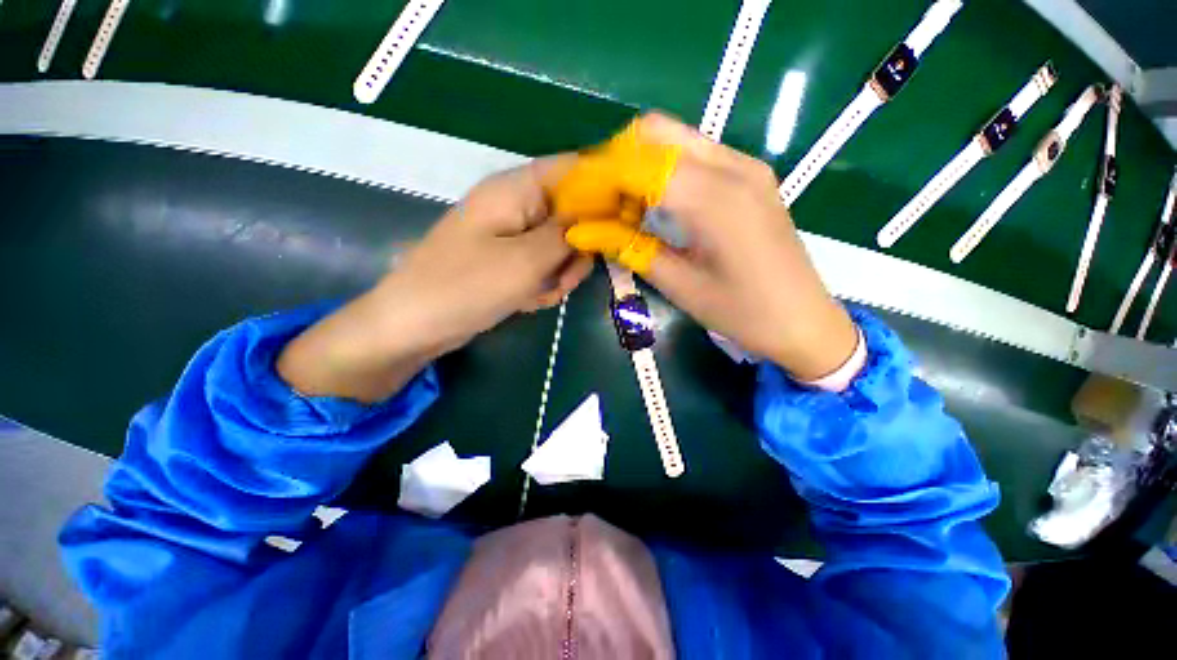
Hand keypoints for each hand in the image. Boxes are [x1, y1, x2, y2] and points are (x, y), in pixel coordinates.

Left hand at [278, 160, 592, 401]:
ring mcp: (512, 236)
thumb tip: (598, 215)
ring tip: (538, 294)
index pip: (572, 170)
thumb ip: (566, 235)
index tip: (622, 219)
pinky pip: (542, 266)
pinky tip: (526, 301)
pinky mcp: (508, 260)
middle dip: (575, 250)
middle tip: (565, 276)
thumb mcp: (525, 260)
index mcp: (515, 189)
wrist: (414, 325)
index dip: (602, 188)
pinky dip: (541, 285)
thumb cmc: (465, 286)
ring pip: (559, 247)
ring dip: (558, 274)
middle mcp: (516, 206)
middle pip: (571, 214)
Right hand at [556, 114, 856, 379]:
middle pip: (657, 133)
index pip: (640, 165)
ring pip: (676, 139)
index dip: (599, 177)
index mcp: (716, 200)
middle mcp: (733, 167)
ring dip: (639, 164)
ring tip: (621, 206)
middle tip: (598, 202)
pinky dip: (663, 170)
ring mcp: (746, 166)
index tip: (574, 199)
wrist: (805, 319)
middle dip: (616, 161)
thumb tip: (586, 230)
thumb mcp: (680, 286)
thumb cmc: (743, 313)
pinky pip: (695, 155)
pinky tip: (654, 204)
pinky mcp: (750, 175)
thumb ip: (631, 249)